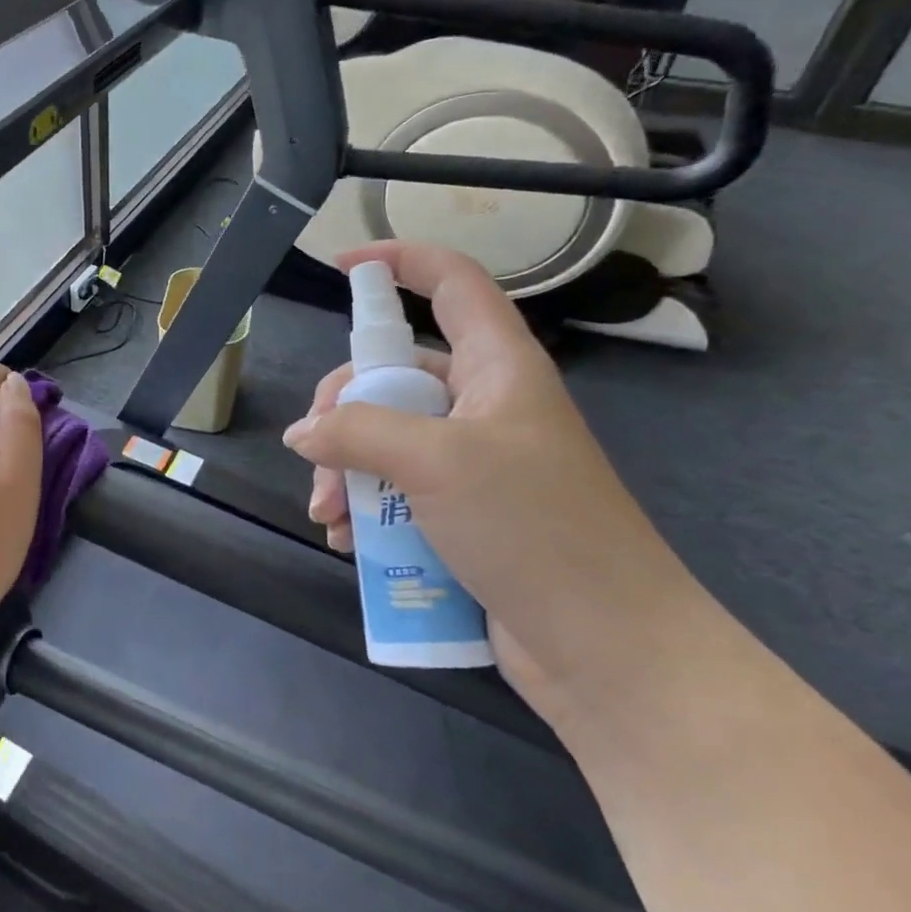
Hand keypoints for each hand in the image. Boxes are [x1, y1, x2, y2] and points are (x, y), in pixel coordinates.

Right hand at [284, 242, 713, 728]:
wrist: (607, 650)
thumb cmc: (534, 529)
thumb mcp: (437, 462)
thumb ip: (357, 432)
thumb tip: (303, 434)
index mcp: (498, 368)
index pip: (452, 284)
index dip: (400, 261)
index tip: (341, 266)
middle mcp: (484, 407)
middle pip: (393, 375)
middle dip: (341, 414)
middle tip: (316, 458)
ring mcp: (473, 463)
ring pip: (384, 439)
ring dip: (345, 471)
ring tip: (331, 517)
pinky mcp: (462, 514)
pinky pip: (395, 490)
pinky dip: (365, 508)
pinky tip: (348, 541)